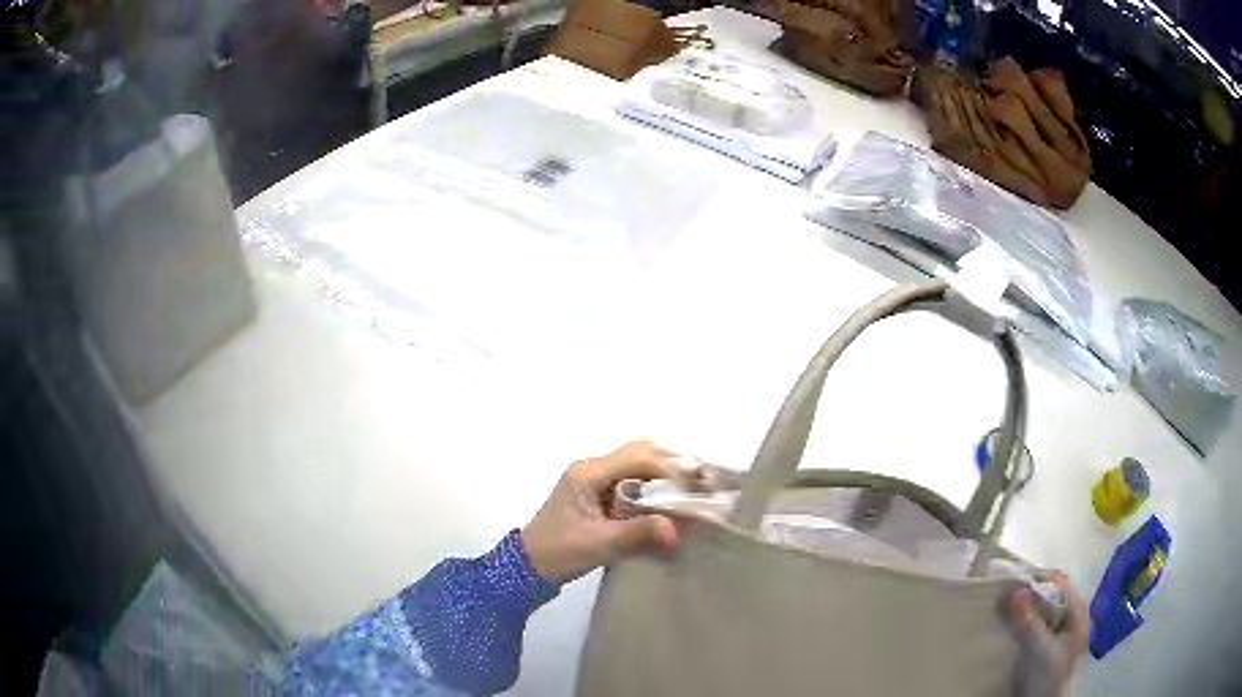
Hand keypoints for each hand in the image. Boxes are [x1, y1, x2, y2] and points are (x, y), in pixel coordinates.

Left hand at [521, 440, 691, 583]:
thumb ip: (637, 534)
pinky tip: (673, 506)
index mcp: (589, 473)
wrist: (529, 567)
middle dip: (674, 466)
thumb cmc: (558, 552)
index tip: (696, 489)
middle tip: (702, 485)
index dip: (671, 469)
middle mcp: (593, 468)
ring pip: (639, 466)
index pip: (638, 457)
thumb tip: (676, 529)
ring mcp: (596, 480)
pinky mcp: (600, 495)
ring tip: (694, 494)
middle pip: (641, 453)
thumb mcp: (598, 545)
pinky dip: (656, 490)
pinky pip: (634, 482)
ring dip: (667, 476)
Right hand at [1005, 571, 1089, 696]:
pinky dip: (1019, 621)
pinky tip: (1005, 627)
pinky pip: (1032, 625)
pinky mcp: (1043, 646)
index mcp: (1076, 610)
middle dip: (1026, 594)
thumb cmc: (1047, 675)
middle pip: (1048, 595)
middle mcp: (1069, 615)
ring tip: (998, 610)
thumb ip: (1029, 619)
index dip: (1036, 579)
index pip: (1058, 582)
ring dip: (1020, 608)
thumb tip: (1014, 588)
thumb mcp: (1038, 648)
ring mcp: (1057, 632)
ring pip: (1039, 610)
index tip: (1009, 583)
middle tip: (1000, 597)